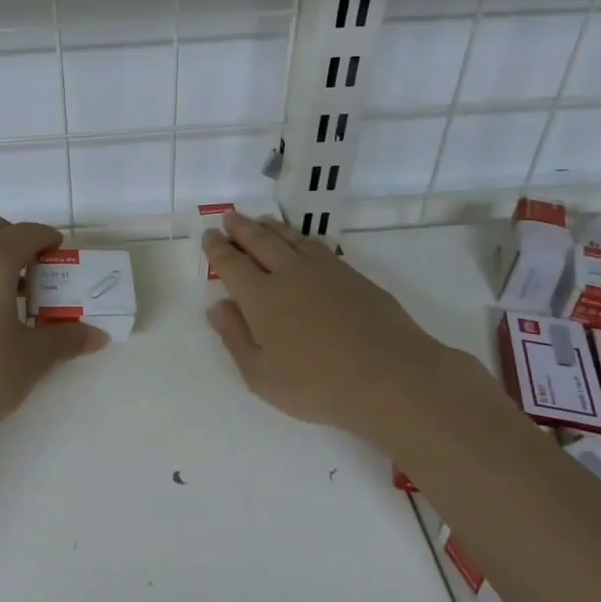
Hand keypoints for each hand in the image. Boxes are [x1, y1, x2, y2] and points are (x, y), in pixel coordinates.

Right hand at [203, 211, 481, 439]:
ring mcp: (324, 271)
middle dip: (241, 228)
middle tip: (229, 218)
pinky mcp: (353, 276)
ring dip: (271, 227)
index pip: (232, 264)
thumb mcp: (261, 375)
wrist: (390, 376)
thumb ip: (235, 337)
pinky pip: (318, 246)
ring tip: (260, 221)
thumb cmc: (316, 384)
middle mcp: (289, 274)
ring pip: (290, 238)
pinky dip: (301, 238)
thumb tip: (217, 306)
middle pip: (260, 241)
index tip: (209, 236)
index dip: (218, 249)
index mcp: (260, 297)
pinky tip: (302, 242)